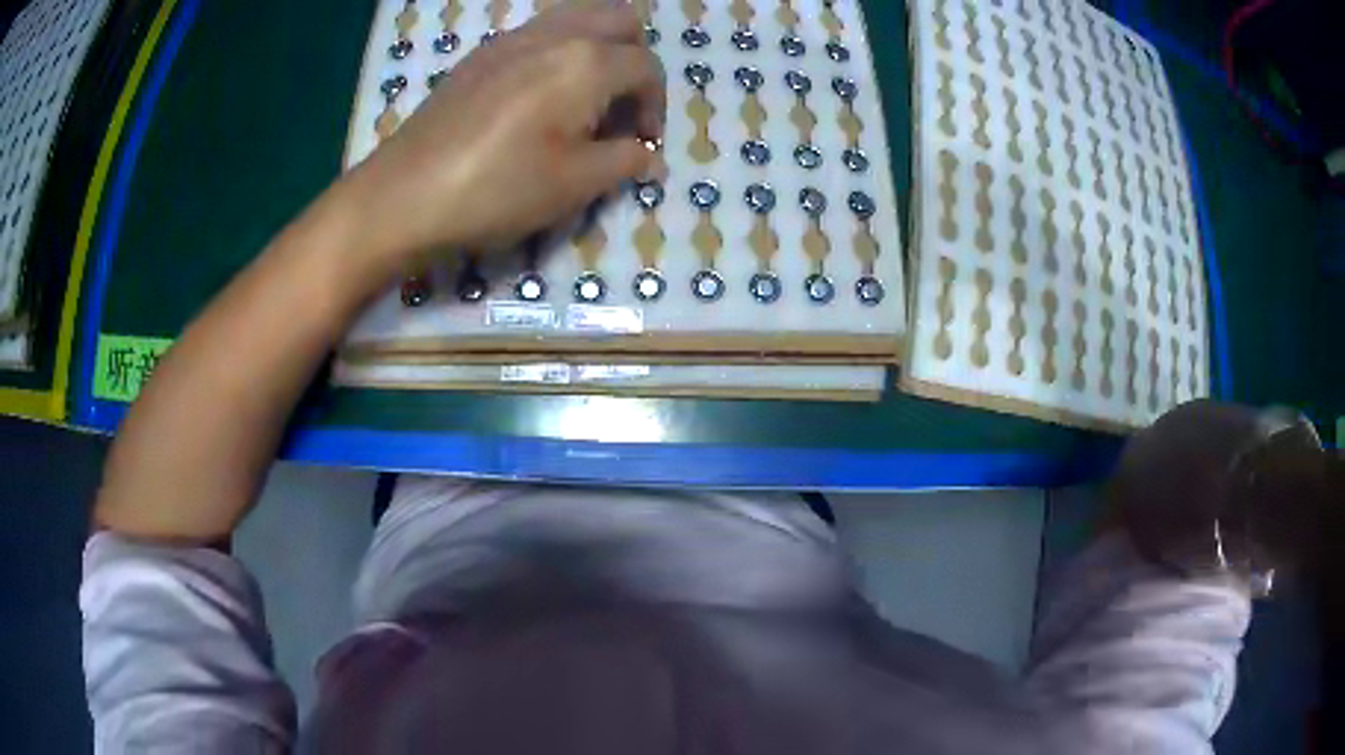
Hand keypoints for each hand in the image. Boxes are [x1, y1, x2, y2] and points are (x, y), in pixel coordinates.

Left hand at [343, 0, 664, 268]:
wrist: (403, 194)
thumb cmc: (495, 189)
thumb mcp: (573, 184)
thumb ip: (624, 161)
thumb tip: (649, 156)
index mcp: (585, 62)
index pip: (646, 67)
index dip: (656, 106)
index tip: (643, 144)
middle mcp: (554, 34)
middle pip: (619, 21)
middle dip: (635, 58)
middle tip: (622, 105)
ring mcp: (511, 38)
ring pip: (577, 16)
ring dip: (598, 47)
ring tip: (584, 96)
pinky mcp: (481, 54)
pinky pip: (538, 32)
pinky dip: (559, 50)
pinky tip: (539, 95)